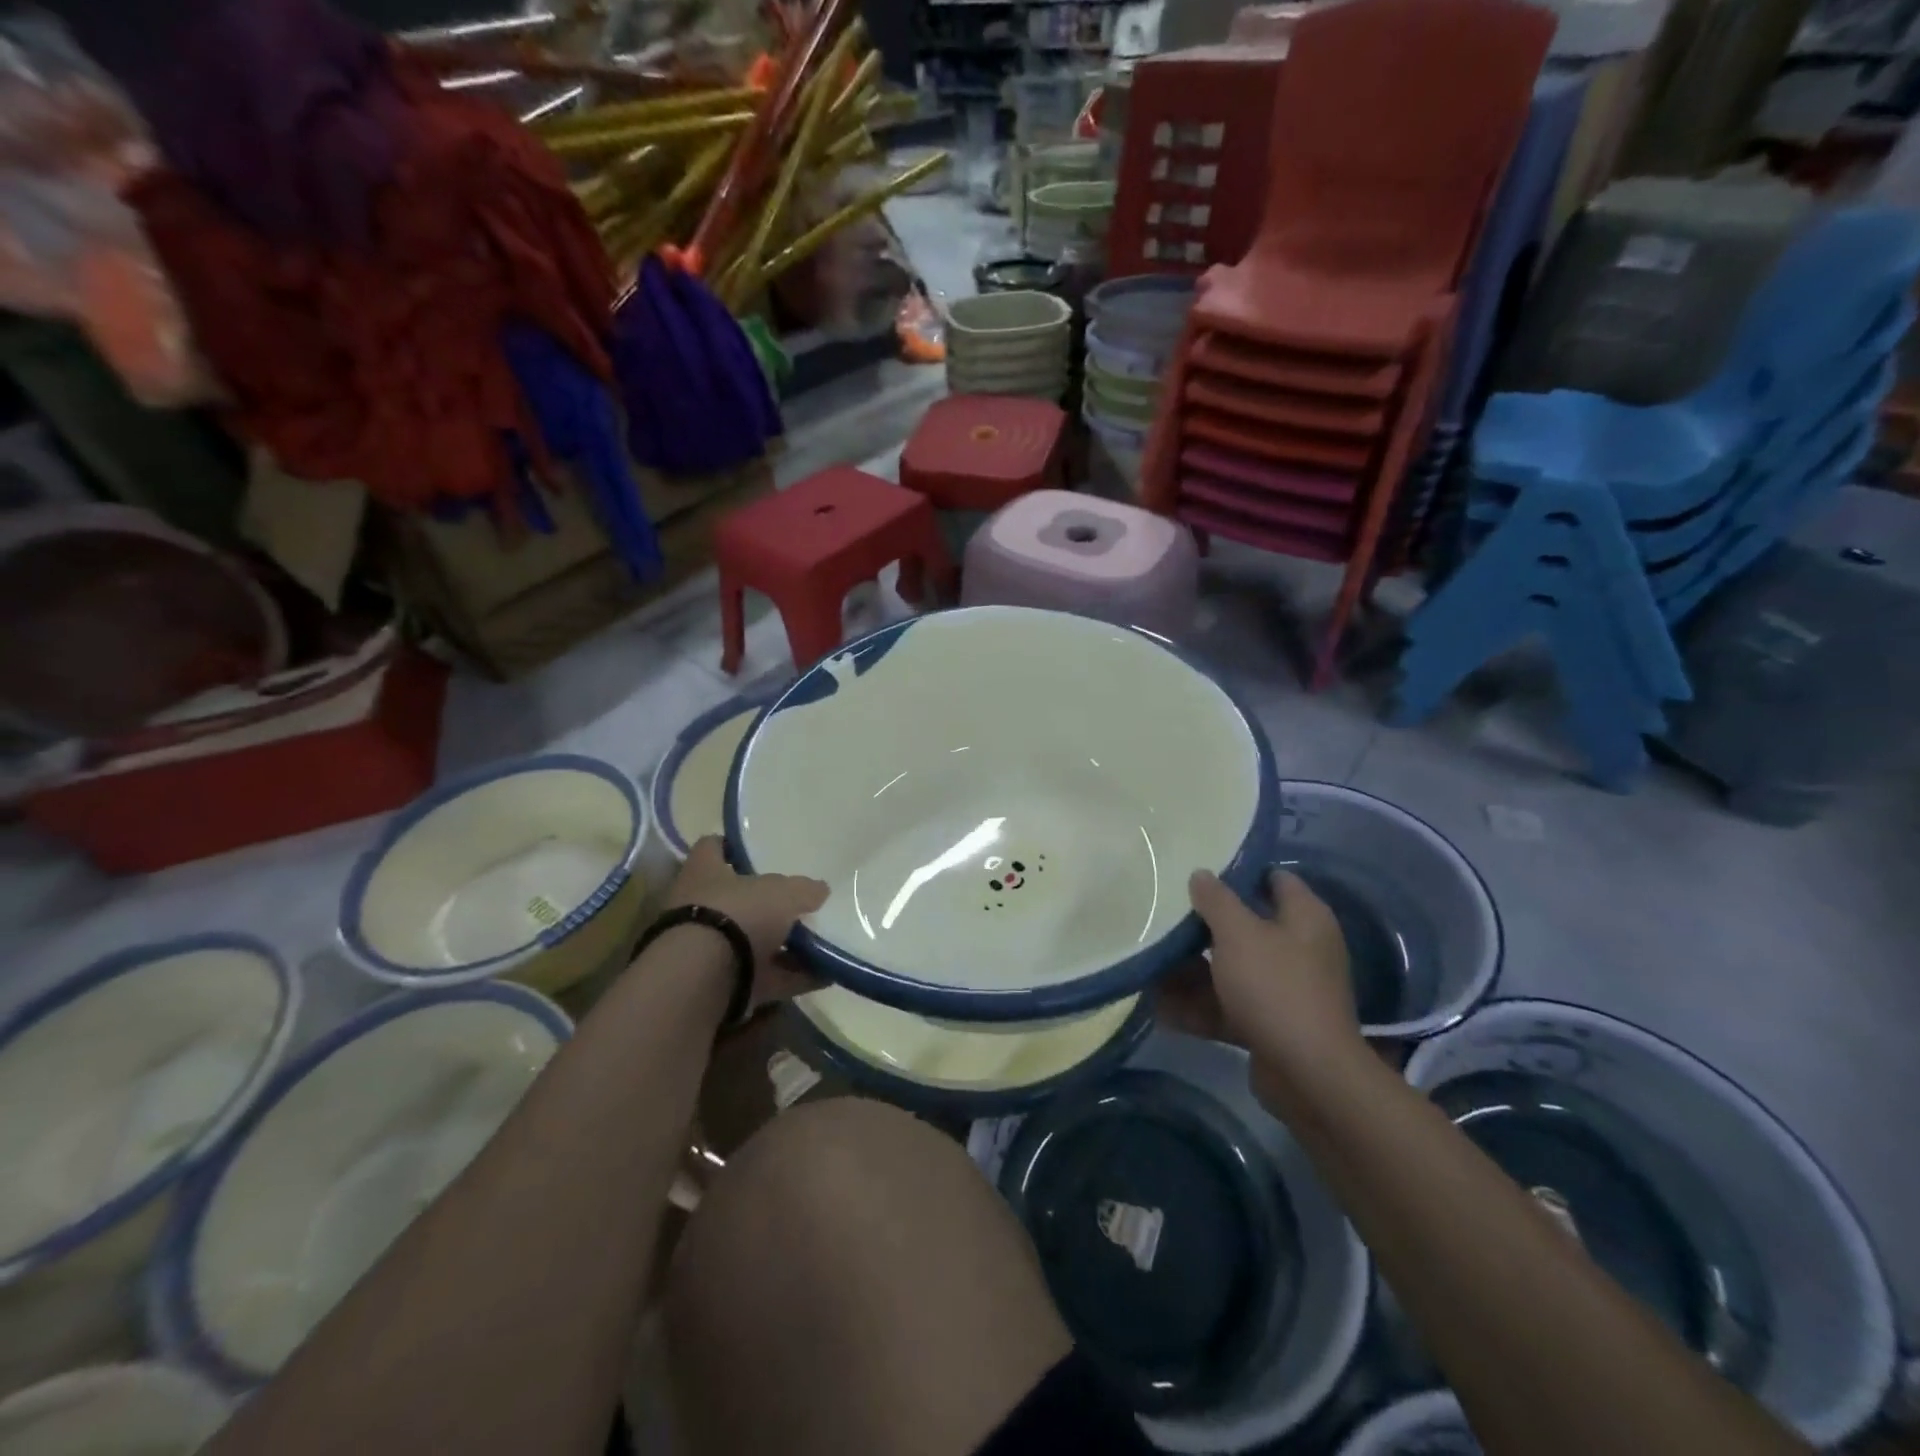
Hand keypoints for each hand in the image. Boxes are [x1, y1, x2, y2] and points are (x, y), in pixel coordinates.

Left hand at [663, 837, 829, 1006]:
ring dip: (785, 946)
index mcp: (704, 872)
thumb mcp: (783, 893)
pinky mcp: (721, 985)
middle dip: (767, 904)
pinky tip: (825, 976)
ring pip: (752, 942)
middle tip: (800, 903)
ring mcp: (709, 949)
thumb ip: (804, 889)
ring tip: (823, 944)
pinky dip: (792, 978)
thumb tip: (819, 890)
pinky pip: (764, 978)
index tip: (756, 851)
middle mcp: (700, 907)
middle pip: (736, 900)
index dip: (731, 846)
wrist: (702, 980)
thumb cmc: (737, 914)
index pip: (712, 847)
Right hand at [1179, 868, 1364, 1103]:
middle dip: (1203, 927)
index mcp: (1304, 917)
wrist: (1308, 1074)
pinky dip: (1199, 1006)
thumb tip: (1202, 874)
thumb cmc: (1274, 987)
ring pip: (1232, 969)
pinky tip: (1160, 1008)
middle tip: (1165, 918)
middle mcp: (1299, 948)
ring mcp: (1285, 989)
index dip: (1238, 873)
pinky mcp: (1271, 1023)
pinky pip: (1229, 1006)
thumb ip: (1216, 900)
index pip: (1273, 879)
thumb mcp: (1238, 934)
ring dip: (1193, 971)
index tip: (1198, 873)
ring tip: (1150, 967)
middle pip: (1246, 927)